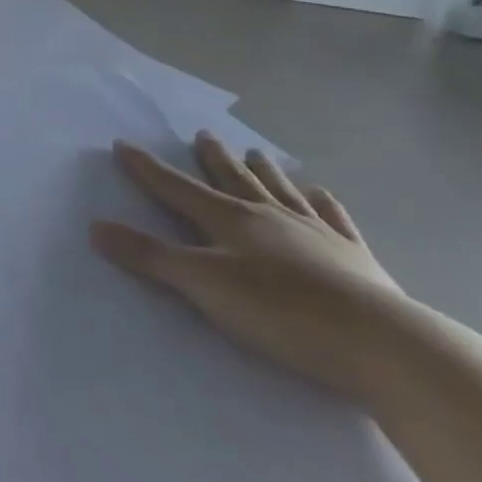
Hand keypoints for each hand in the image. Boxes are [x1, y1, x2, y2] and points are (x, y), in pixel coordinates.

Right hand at [91, 134, 422, 400]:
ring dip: (264, 171)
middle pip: (232, 179)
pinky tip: (320, 193)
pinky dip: (322, 202)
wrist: (386, 346)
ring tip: (256, 153)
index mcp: (229, 219)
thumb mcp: (202, 286)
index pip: (176, 187)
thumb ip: (149, 257)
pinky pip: (333, 218)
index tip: (124, 145)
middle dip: (213, 158)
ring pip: (281, 190)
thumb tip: (95, 227)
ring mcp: (316, 233)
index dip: (147, 168)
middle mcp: (269, 215)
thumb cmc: (281, 313)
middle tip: (203, 134)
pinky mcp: (357, 258)